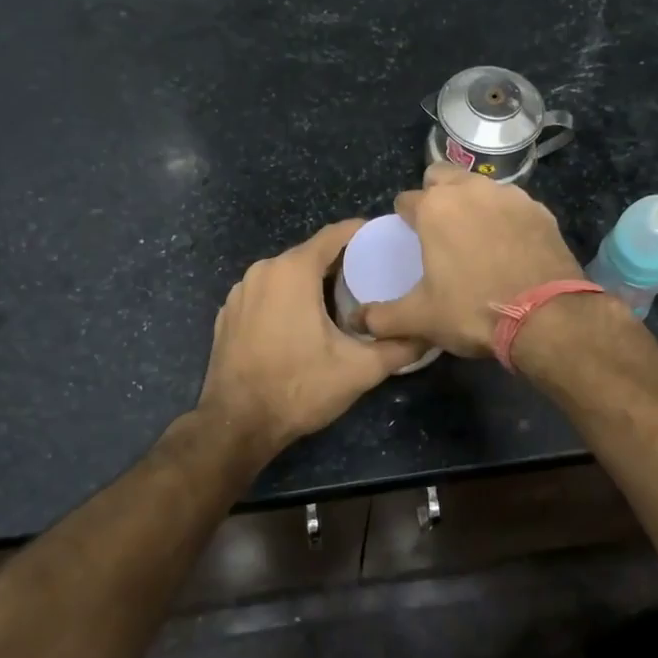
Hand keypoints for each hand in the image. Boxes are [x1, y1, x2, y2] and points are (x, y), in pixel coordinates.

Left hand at [197, 220, 421, 456]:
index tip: (386, 241)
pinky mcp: (228, 313)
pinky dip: (286, 299)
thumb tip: (429, 335)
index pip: (334, 235)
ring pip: (286, 274)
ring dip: (312, 283)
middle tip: (372, 279)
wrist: (237, 424)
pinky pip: (266, 293)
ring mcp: (240, 291)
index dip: (362, 234)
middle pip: (310, 254)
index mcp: (293, 270)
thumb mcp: (359, 370)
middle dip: (340, 263)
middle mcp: (263, 270)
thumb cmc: (299, 388)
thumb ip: (399, 347)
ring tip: (342, 302)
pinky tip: (302, 323)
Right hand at [360, 164, 584, 356]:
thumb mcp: (420, 319)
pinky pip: (513, 204)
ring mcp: (510, 196)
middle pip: (442, 176)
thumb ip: (381, 317)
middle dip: (435, 193)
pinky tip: (509, 245)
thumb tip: (358, 320)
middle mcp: (471, 190)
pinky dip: (505, 217)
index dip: (404, 218)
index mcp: (435, 208)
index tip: (409, 238)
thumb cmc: (473, 310)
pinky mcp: (541, 211)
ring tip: (475, 236)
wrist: (547, 318)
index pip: (406, 200)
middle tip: (438, 228)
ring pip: (480, 186)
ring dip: (471, 202)